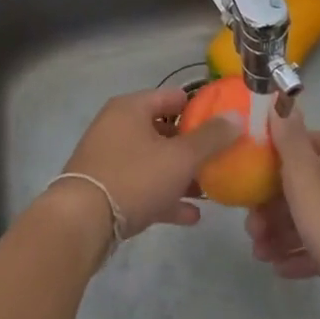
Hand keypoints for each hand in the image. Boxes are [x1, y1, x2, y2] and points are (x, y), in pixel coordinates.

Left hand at [55, 86, 239, 237]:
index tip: (225, 123)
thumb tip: (236, 117)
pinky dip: (165, 196)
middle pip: (163, 130)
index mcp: (131, 108)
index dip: (200, 108)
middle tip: (220, 160)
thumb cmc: (134, 177)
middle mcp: (118, 126)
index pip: (172, 97)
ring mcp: (110, 158)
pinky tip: (191, 216)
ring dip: (181, 174)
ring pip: (154, 161)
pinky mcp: (107, 188)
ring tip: (210, 189)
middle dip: (192, 146)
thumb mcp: (179, 157)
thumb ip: (210, 138)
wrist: (83, 221)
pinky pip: (143, 186)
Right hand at [245, 104, 319, 318]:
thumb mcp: (305, 175)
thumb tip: (283, 101)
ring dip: (280, 232)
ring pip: (309, 217)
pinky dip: (300, 252)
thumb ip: (290, 139)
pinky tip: (280, 268)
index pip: (300, 144)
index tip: (247, 177)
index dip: (271, 158)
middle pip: (301, 184)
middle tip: (250, 227)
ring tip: (260, 254)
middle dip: (270, 205)